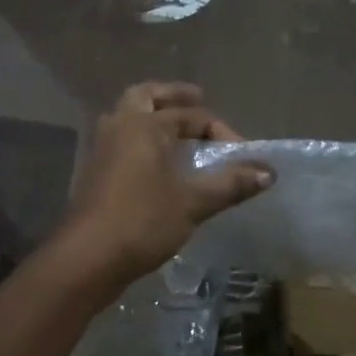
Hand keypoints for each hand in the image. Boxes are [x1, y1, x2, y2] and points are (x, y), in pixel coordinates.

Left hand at [54, 82, 271, 292]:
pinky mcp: (96, 172)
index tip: (243, 157)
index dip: (221, 132)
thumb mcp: (193, 203)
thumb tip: (268, 172)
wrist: (87, 258)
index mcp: (143, 125)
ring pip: (129, 118)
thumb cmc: (142, 221)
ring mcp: (103, 149)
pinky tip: (158, 163)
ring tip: (179, 131)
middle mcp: (120, 127)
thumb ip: (230, 183)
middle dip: (173, 96)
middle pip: (146, 96)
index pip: (191, 116)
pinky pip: (122, 142)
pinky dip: (142, 140)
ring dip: (154, 117)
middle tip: (196, 99)